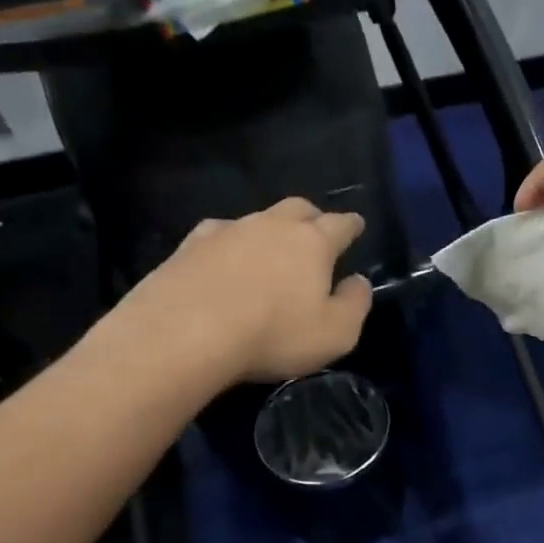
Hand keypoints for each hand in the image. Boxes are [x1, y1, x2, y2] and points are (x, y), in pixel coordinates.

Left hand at [108, 197, 373, 385]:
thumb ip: (355, 304)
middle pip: (298, 208)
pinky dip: (229, 244)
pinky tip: (224, 261)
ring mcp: (226, 231)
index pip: (340, 224)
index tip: (357, 226)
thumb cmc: (273, 334)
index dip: (352, 225)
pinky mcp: (188, 246)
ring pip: (257, 219)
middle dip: (312, 217)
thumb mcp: (335, 333)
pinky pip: (218, 235)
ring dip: (268, 231)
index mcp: (312, 242)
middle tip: (316, 231)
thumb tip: (358, 281)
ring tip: (269, 252)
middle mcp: (271, 225)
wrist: (184, 333)